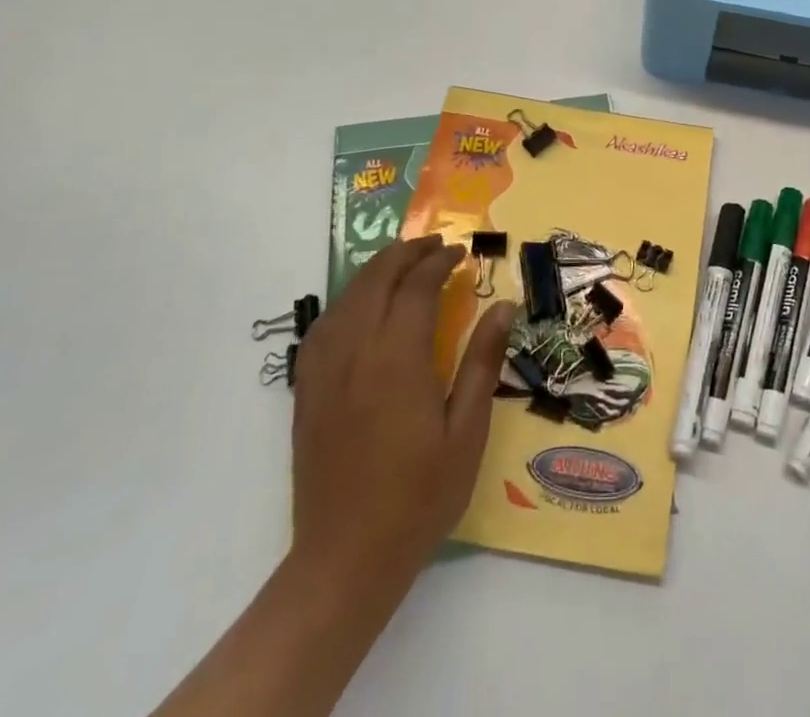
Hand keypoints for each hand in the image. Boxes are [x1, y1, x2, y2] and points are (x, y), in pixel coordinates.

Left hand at [287, 235, 513, 604]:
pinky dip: (345, 301)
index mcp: (398, 360)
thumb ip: (482, 362)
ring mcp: (324, 372)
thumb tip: (503, 306)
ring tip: (402, 264)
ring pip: (346, 298)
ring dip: (375, 271)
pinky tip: (359, 306)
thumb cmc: (419, 498)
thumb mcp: (467, 432)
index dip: (439, 262)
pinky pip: (321, 327)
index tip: (461, 254)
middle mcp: (356, 353)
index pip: (417, 288)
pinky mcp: (306, 392)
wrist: (345, 561)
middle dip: (406, 254)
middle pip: (376, 280)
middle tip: (435, 247)